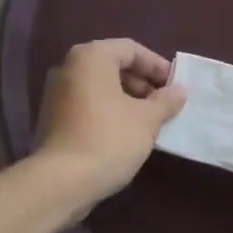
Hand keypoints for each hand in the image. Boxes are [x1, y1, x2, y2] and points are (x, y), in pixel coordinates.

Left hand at [33, 39, 186, 208]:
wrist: (61, 182)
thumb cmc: (109, 140)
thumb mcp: (147, 119)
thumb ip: (166, 100)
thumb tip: (179, 91)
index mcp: (90, 57)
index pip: (131, 49)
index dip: (157, 66)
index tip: (176, 86)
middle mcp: (68, 67)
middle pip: (113, 66)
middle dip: (142, 83)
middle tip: (164, 104)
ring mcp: (56, 93)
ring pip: (100, 87)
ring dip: (127, 99)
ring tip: (150, 121)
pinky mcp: (52, 118)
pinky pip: (87, 105)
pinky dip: (109, 112)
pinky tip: (126, 134)